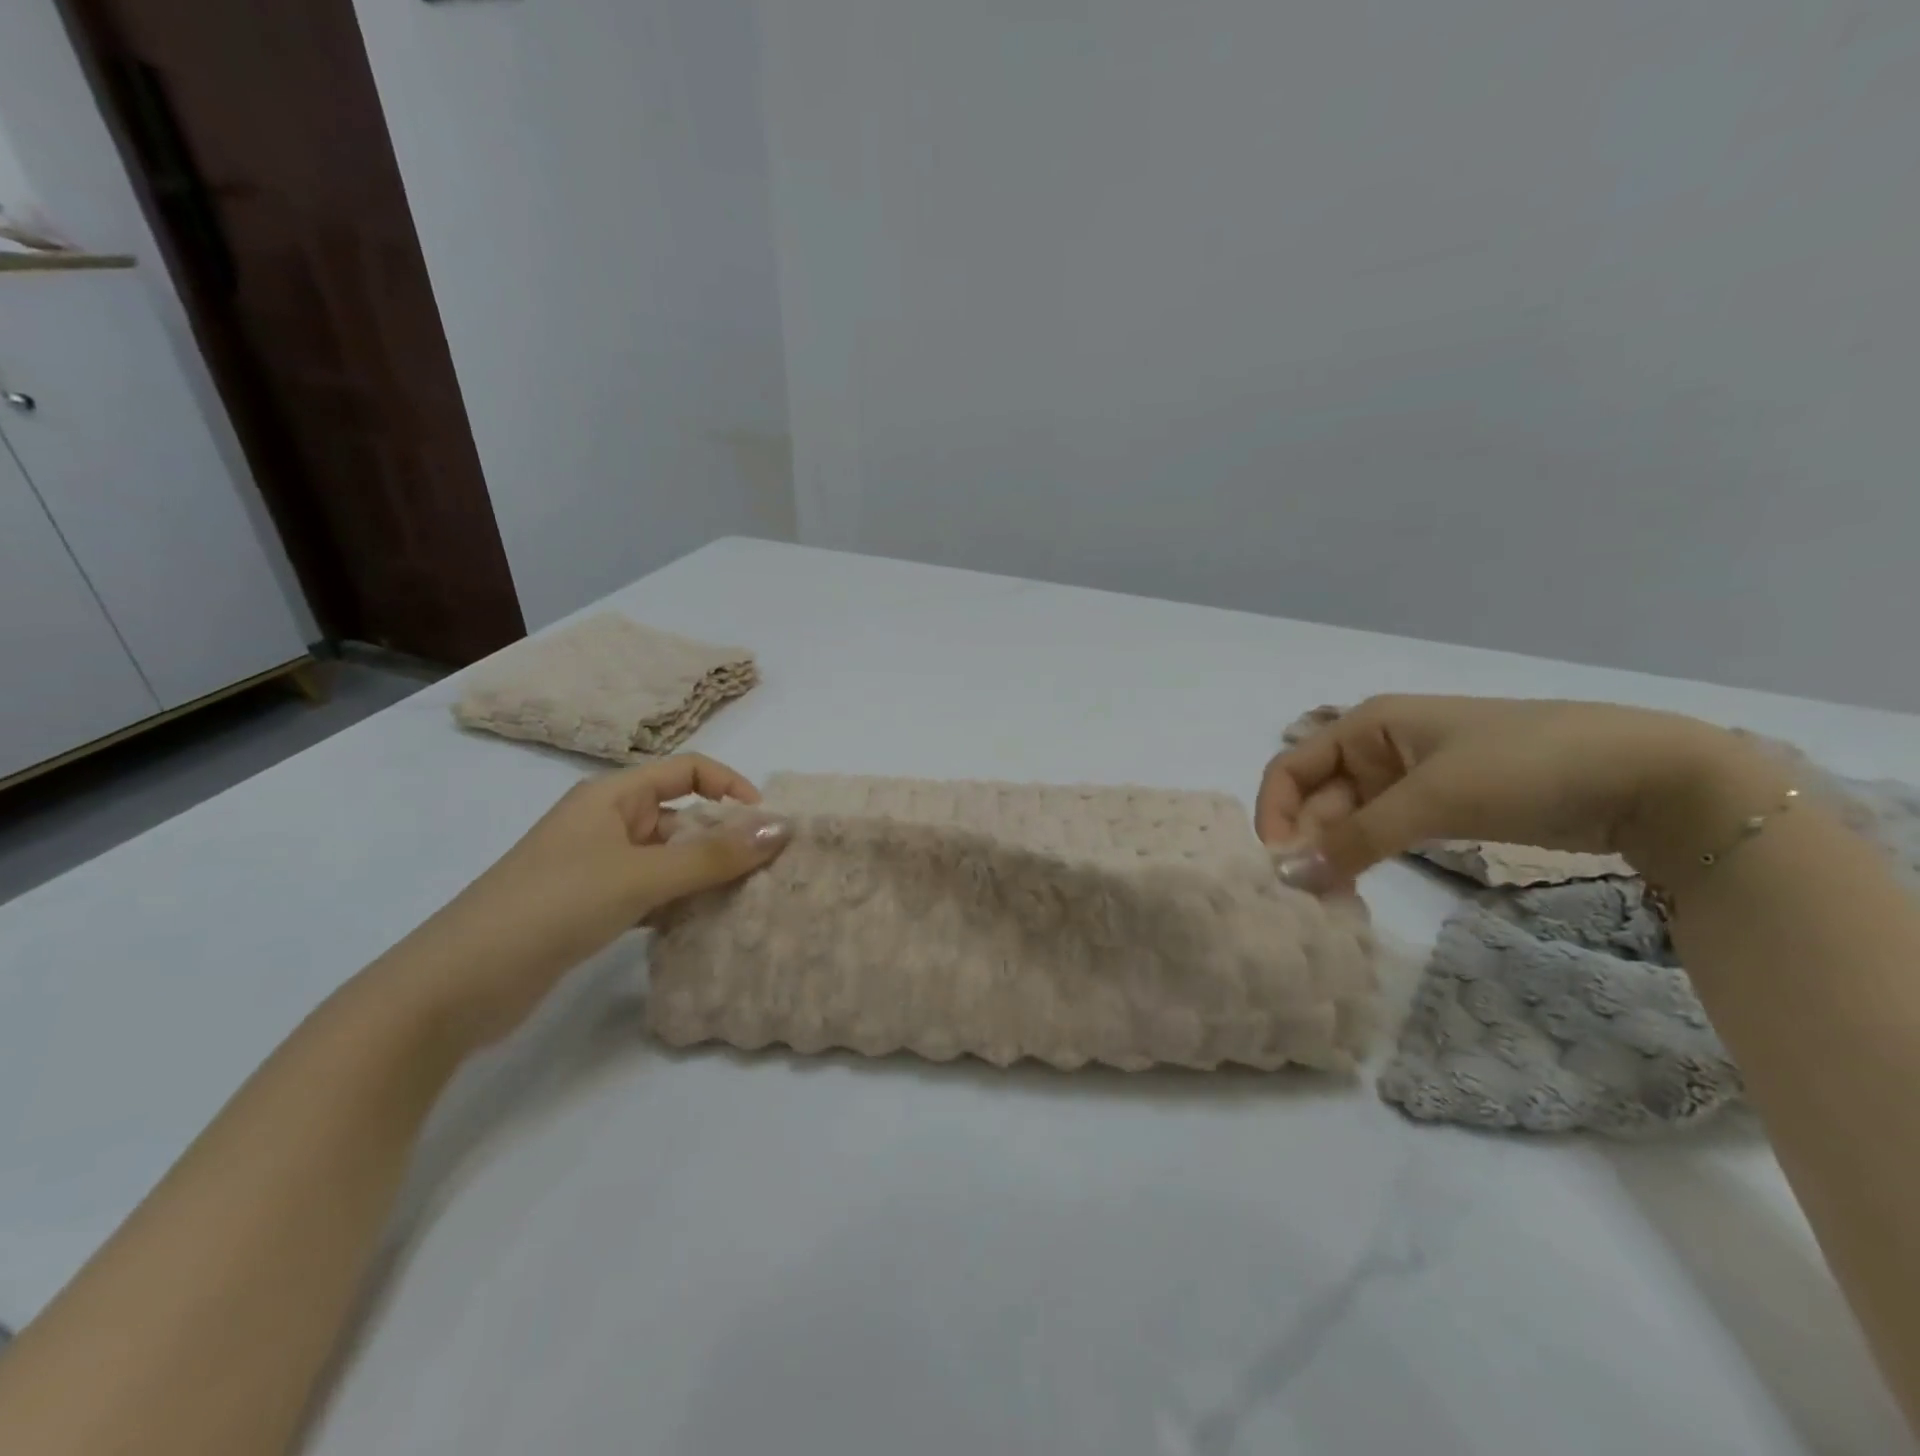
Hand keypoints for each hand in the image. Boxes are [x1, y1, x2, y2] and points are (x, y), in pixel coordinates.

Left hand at [378, 754, 789, 1045]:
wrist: (456, 985)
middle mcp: (606, 823)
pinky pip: (650, 893)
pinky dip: (678, 904)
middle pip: (681, 816)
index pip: (687, 770)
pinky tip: (703, 927)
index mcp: (611, 796)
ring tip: (746, 901)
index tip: (764, 823)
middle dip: (724, 838)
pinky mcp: (590, 908)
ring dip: (704, 876)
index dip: (730, 786)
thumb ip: (714, 855)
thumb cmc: (553, 906)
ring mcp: (596, 868)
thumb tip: (782, 827)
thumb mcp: (641, 876)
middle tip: (766, 872)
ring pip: (668, 859)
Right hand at [1255, 695, 1747, 891]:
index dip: (1274, 811)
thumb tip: (1289, 876)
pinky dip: (1364, 857)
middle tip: (1300, 895)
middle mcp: (1379, 748)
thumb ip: (1356, 838)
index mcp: (1367, 725)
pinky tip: (1354, 887)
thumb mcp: (1433, 798)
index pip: (1291, 767)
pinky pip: (1383, 832)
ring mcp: (1411, 780)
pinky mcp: (1442, 808)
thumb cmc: (1525, 765)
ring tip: (1324, 899)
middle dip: (1303, 839)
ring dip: (1332, 853)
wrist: (1650, 776)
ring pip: (1348, 818)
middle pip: (1317, 796)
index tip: (1275, 865)